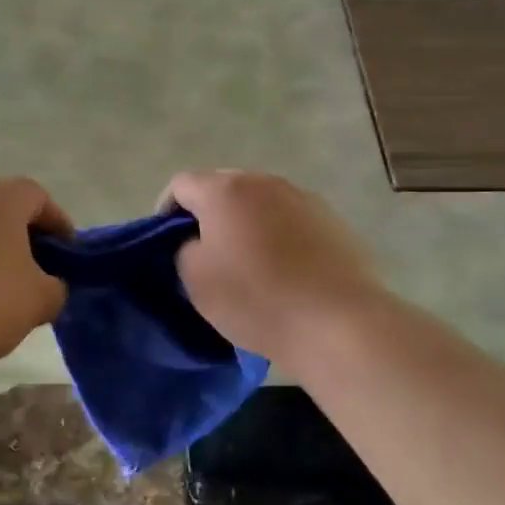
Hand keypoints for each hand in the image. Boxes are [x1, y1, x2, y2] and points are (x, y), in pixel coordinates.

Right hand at [160, 170, 388, 367]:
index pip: (181, 184)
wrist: (338, 322)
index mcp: (226, 190)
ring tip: (247, 262)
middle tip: (205, 252)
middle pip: (223, 187)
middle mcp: (265, 182)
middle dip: (208, 214)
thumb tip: (198, 241)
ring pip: (260, 203)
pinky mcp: (332, 220)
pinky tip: (284, 269)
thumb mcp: (196, 280)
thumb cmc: (256, 298)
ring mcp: (303, 198)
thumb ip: (184, 249)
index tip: (166, 243)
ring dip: (246, 223)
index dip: (166, 211)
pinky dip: (278, 236)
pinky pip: (291, 220)